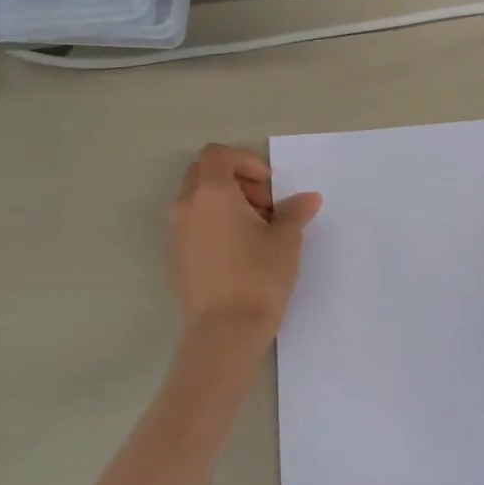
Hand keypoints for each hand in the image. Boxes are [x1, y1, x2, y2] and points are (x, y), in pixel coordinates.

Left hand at [168, 144, 321, 336]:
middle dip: (235, 182)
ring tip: (255, 233)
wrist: (226, 330)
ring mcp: (176, 234)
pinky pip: (193, 227)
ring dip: (225, 205)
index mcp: (212, 193)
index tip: (268, 188)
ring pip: (197, 202)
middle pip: (203, 175)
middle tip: (264, 208)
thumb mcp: (286, 240)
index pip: (217, 154)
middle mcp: (187, 207)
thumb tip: (308, 198)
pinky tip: (239, 254)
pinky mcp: (176, 258)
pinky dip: (214, 226)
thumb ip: (294, 212)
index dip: (245, 162)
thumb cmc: (259, 276)